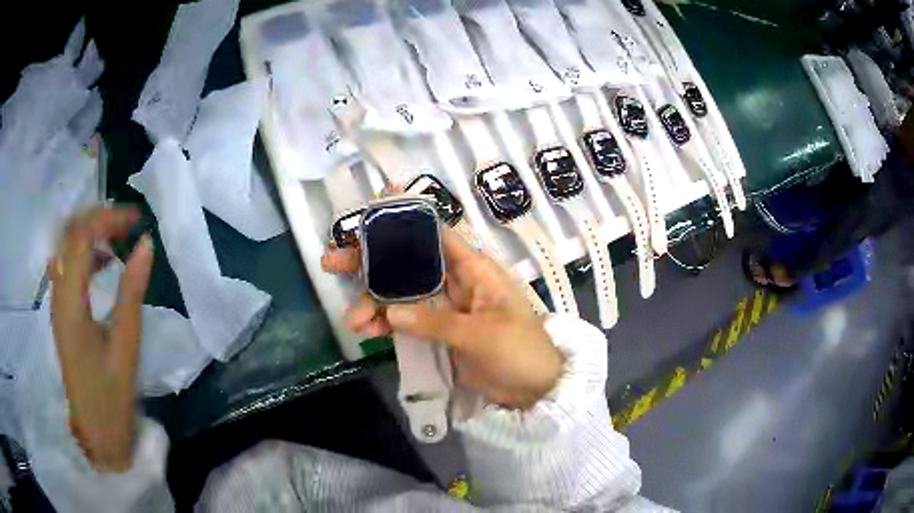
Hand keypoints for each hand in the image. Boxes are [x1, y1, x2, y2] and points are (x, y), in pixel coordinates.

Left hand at [49, 206, 153, 471]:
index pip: (81, 236)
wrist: (97, 432)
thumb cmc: (112, 395)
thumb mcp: (126, 345)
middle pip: (69, 233)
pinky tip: (103, 263)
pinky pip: (67, 266)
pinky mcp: (61, 311)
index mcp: (71, 303)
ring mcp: (57, 302)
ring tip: (118, 239)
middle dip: (99, 218)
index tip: (137, 219)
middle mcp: (58, 294)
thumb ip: (132, 292)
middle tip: (128, 223)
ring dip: (91, 233)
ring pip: (66, 247)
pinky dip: (85, 254)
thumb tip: (146, 245)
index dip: (108, 217)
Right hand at [321, 227, 563, 409]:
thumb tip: (390, 312)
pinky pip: (405, 321)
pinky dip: (385, 324)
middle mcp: (455, 281)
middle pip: (407, 263)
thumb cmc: (520, 352)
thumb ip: (435, 322)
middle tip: (332, 261)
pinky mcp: (438, 331)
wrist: (535, 389)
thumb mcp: (481, 335)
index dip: (406, 217)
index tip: (373, 206)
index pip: (436, 233)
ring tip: (353, 321)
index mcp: (474, 269)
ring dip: (373, 303)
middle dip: (370, 262)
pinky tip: (366, 331)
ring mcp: (444, 307)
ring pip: (400, 294)